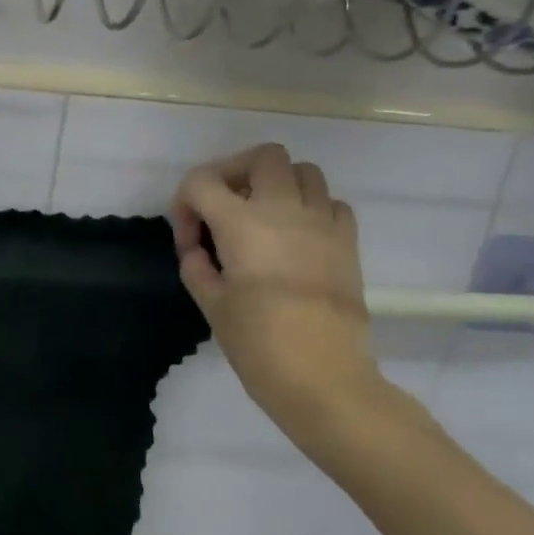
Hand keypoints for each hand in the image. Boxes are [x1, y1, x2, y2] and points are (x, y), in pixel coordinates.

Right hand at [173, 143, 380, 432]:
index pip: (202, 181)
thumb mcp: (210, 302)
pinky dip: (310, 208)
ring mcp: (322, 222)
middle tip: (224, 207)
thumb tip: (198, 248)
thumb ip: (196, 264)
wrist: (323, 377)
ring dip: (276, 184)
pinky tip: (297, 237)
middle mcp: (284, 209)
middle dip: (234, 172)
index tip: (189, 240)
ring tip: (262, 217)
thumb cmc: (257, 342)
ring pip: (303, 171)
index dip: (185, 203)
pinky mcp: (348, 242)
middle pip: (262, 156)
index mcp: (241, 222)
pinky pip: (331, 203)